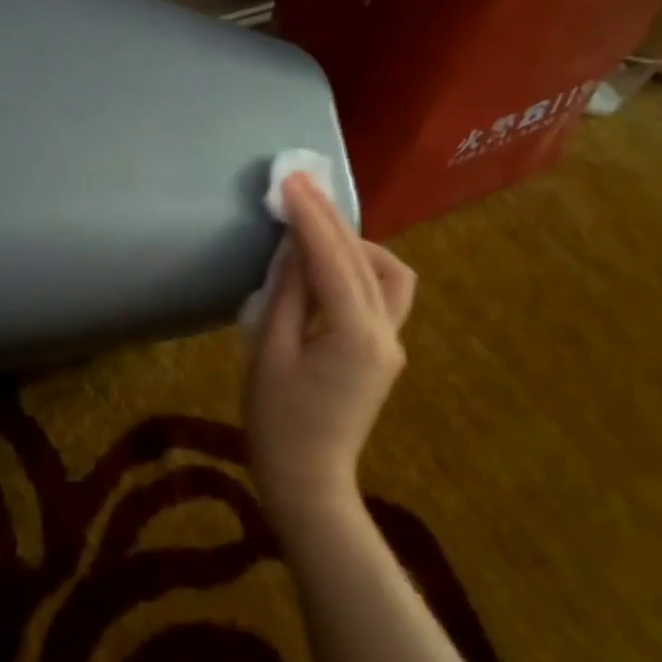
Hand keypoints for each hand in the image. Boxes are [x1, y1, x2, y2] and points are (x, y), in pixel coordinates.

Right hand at [245, 174, 417, 529]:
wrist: (309, 481)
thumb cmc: (276, 422)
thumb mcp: (269, 351)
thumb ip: (287, 294)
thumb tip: (295, 247)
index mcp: (354, 334)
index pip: (333, 259)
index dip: (310, 217)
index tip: (291, 180)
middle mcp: (386, 332)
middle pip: (363, 259)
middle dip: (331, 219)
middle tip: (299, 185)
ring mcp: (392, 343)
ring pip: (387, 273)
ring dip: (352, 243)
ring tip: (314, 229)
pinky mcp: (385, 351)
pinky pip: (381, 294)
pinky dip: (357, 268)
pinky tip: (328, 265)